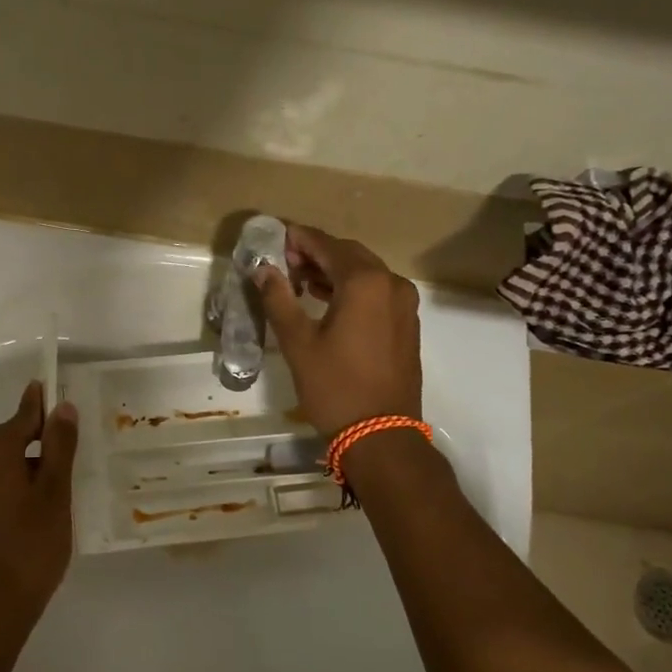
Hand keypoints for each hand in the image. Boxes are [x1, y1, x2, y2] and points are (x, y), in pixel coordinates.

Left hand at [0, 381, 79, 614]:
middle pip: (8, 438)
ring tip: (55, 477)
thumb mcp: (55, 491)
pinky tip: (32, 505)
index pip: (21, 416)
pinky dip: (12, 484)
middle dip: (35, 435)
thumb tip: (61, 406)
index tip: (53, 388)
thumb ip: (58, 446)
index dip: (40, 403)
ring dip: (24, 463)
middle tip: (66, 440)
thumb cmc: (33, 543)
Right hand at [254, 224, 421, 438]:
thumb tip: (263, 269)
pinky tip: (329, 302)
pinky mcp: (407, 324)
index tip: (276, 237)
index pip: (327, 245)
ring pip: (366, 273)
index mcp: (365, 282)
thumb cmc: (334, 387)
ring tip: (301, 283)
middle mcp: (391, 284)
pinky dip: (352, 289)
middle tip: (285, 262)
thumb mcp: (298, 342)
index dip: (299, 238)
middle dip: (317, 253)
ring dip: (335, 271)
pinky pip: (377, 292)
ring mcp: (404, 305)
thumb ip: (280, 299)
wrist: (381, 434)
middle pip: (350, 254)